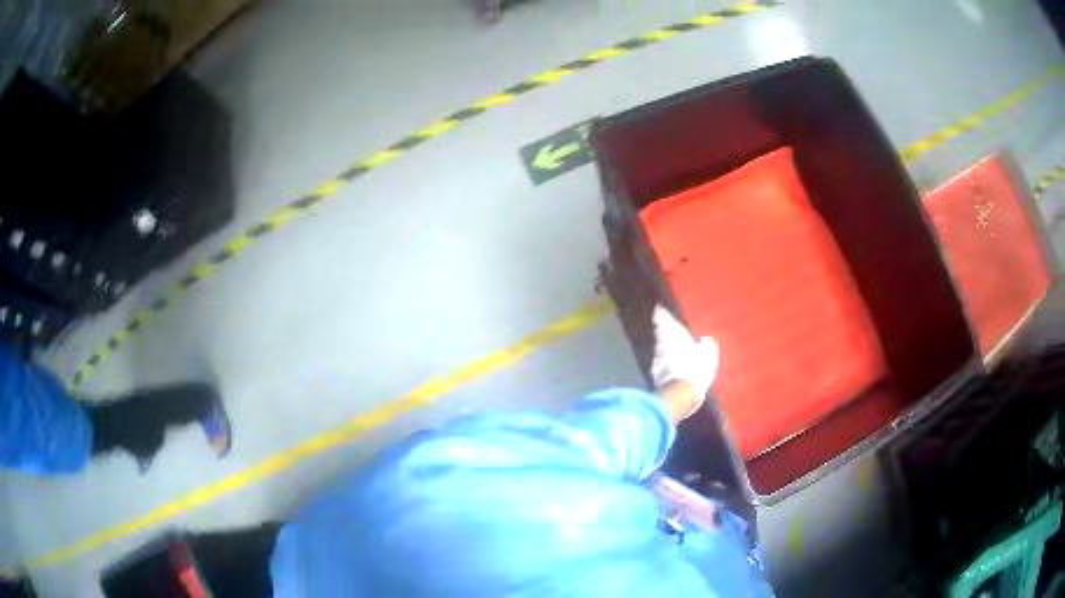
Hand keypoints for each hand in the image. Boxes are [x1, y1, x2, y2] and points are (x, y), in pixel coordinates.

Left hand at [651, 305, 718, 418]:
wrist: (680, 394)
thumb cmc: (696, 369)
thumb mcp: (708, 355)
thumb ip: (707, 345)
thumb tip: (705, 340)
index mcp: (675, 336)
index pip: (666, 322)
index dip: (662, 316)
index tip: (658, 309)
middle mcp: (663, 346)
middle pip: (660, 335)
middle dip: (661, 330)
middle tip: (661, 325)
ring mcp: (657, 361)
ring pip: (659, 349)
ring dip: (663, 346)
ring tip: (668, 344)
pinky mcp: (655, 375)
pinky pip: (661, 363)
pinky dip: (664, 361)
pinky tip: (668, 364)